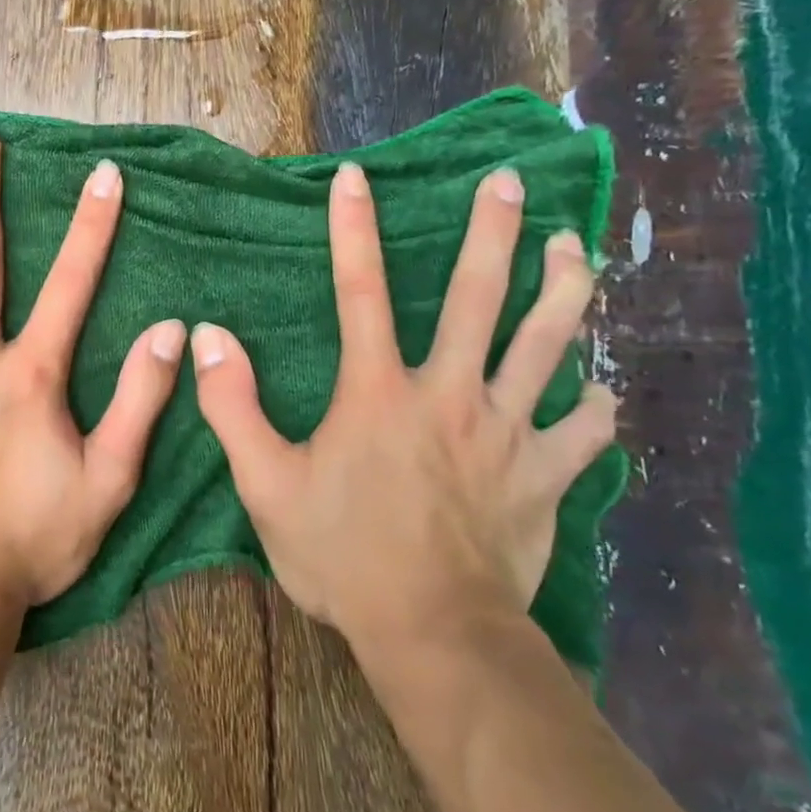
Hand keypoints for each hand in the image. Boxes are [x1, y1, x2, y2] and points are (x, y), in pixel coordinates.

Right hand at [191, 163, 616, 655]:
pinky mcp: (544, 477)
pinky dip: (595, 410)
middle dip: (492, 232)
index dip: (353, 230)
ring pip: (546, 346)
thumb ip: (232, 406)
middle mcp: (449, 394)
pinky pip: (584, 433)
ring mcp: (506, 433)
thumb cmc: (342, 555)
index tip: (355, 177)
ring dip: (562, 290)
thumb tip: (208, 337)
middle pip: (477, 297)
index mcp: (378, 392)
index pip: (359, 291)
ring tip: (573, 246)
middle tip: (508, 181)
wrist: (432, 633)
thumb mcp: (264, 484)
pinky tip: (602, 393)